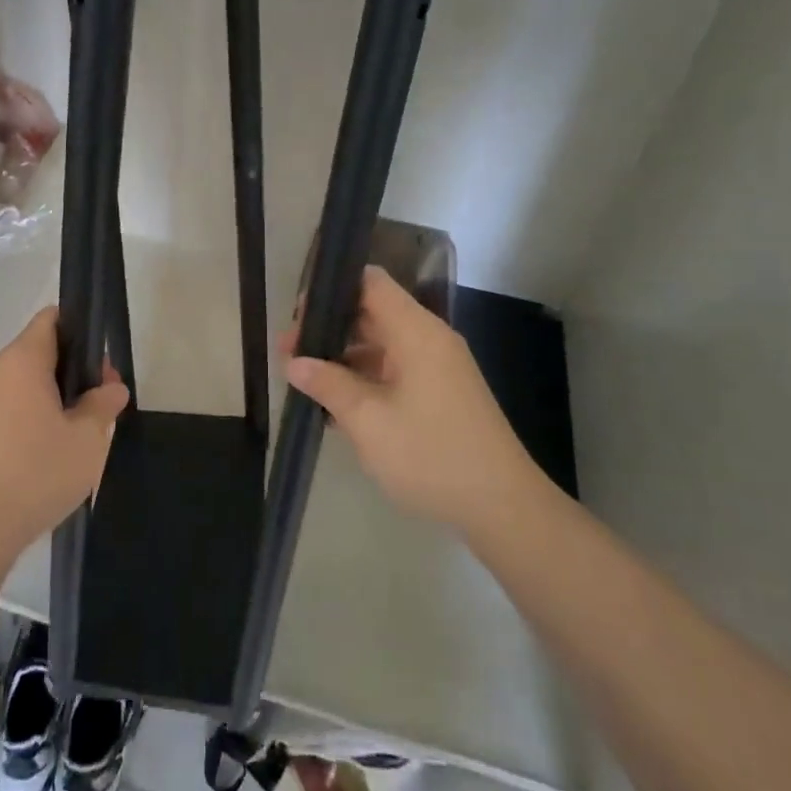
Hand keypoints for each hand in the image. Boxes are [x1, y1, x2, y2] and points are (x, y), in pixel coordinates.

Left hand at [0, 307, 128, 563]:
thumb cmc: (37, 472)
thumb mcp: (87, 439)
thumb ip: (102, 405)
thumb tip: (111, 387)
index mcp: (22, 359)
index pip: (51, 319)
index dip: (81, 331)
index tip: (101, 364)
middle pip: (39, 351)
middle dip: (73, 370)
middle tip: (101, 404)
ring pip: (23, 382)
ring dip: (52, 396)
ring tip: (78, 432)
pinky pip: (7, 406)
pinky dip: (30, 416)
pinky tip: (48, 451)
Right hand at [281, 266, 532, 529]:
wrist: (502, 507)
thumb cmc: (430, 454)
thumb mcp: (367, 420)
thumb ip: (328, 384)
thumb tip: (294, 362)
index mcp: (416, 332)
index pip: (371, 283)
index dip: (332, 288)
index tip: (298, 314)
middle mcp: (429, 339)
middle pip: (372, 313)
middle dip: (329, 327)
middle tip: (288, 350)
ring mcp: (438, 368)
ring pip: (381, 345)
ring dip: (344, 357)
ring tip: (304, 378)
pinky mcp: (441, 394)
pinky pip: (395, 370)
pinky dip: (365, 378)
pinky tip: (336, 405)